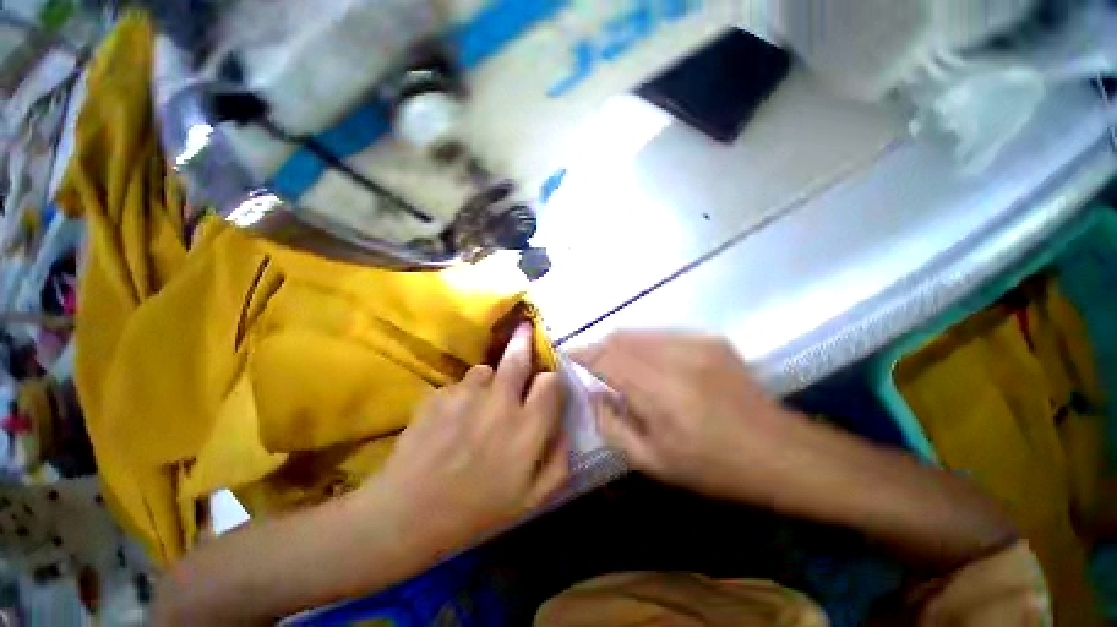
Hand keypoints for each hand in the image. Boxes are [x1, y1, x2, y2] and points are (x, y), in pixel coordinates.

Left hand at [372, 324, 568, 552]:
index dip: (551, 380)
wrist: (407, 516)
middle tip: (525, 330)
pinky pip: (459, 385)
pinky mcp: (438, 395)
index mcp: (527, 428)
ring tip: (479, 405)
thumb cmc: (476, 513)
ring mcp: (465, 395)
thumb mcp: (532, 501)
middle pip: (518, 358)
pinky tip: (451, 420)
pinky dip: (461, 395)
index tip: (546, 386)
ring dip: (489, 381)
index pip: (551, 382)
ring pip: (485, 370)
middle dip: (524, 343)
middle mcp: (500, 402)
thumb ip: (559, 460)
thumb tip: (564, 428)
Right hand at [573, 332, 806, 501]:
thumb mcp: (652, 462)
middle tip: (595, 365)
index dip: (583, 353)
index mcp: (658, 391)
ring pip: (640, 333)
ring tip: (623, 367)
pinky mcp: (710, 340)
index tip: (569, 353)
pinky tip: (655, 366)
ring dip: (623, 346)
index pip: (606, 358)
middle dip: (601, 347)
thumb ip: (612, 427)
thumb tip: (595, 395)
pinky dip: (647, 345)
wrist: (779, 451)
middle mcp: (675, 357)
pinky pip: (663, 335)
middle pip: (621, 338)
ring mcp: (696, 343)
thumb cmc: (713, 466)